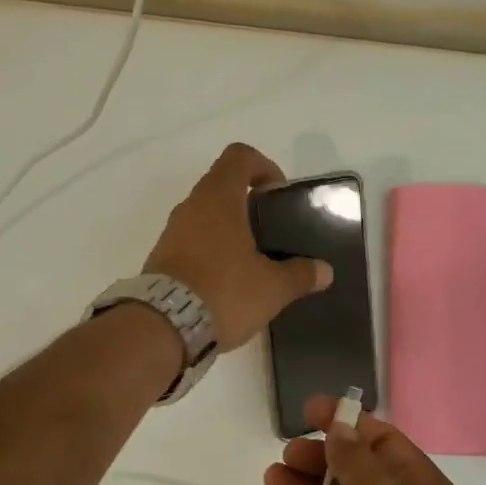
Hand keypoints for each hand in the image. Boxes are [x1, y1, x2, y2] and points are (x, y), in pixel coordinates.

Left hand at [143, 143, 331, 349]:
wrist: (162, 328)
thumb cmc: (223, 293)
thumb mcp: (272, 288)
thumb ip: (301, 275)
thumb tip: (325, 271)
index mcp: (219, 199)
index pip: (239, 156)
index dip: (263, 166)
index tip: (278, 194)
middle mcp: (191, 206)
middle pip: (221, 184)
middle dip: (248, 201)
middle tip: (271, 231)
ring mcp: (171, 232)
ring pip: (204, 214)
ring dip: (228, 227)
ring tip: (252, 260)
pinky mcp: (161, 257)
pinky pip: (190, 240)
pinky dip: (210, 249)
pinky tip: (227, 280)